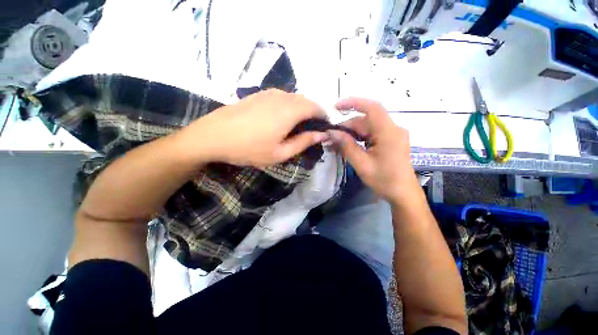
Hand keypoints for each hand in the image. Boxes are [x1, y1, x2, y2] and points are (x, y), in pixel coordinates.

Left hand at [180, 89, 327, 166]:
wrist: (212, 136)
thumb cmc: (249, 148)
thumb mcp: (280, 153)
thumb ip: (303, 142)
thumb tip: (322, 135)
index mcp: (290, 110)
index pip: (316, 107)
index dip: (324, 116)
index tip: (325, 128)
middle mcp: (282, 96)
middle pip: (306, 101)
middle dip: (313, 113)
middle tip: (311, 131)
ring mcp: (268, 93)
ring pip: (293, 98)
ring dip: (300, 110)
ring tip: (296, 127)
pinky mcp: (258, 94)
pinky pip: (281, 97)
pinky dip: (288, 106)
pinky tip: (280, 120)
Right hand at [329, 98, 418, 202]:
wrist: (403, 194)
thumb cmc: (384, 180)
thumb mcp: (362, 164)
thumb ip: (346, 146)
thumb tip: (331, 132)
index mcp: (389, 133)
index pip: (372, 108)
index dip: (353, 103)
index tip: (335, 107)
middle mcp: (392, 129)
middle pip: (366, 120)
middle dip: (346, 127)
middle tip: (330, 137)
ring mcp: (392, 134)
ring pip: (367, 127)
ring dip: (350, 134)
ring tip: (334, 143)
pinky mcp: (389, 140)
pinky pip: (371, 134)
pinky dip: (358, 138)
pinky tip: (346, 145)